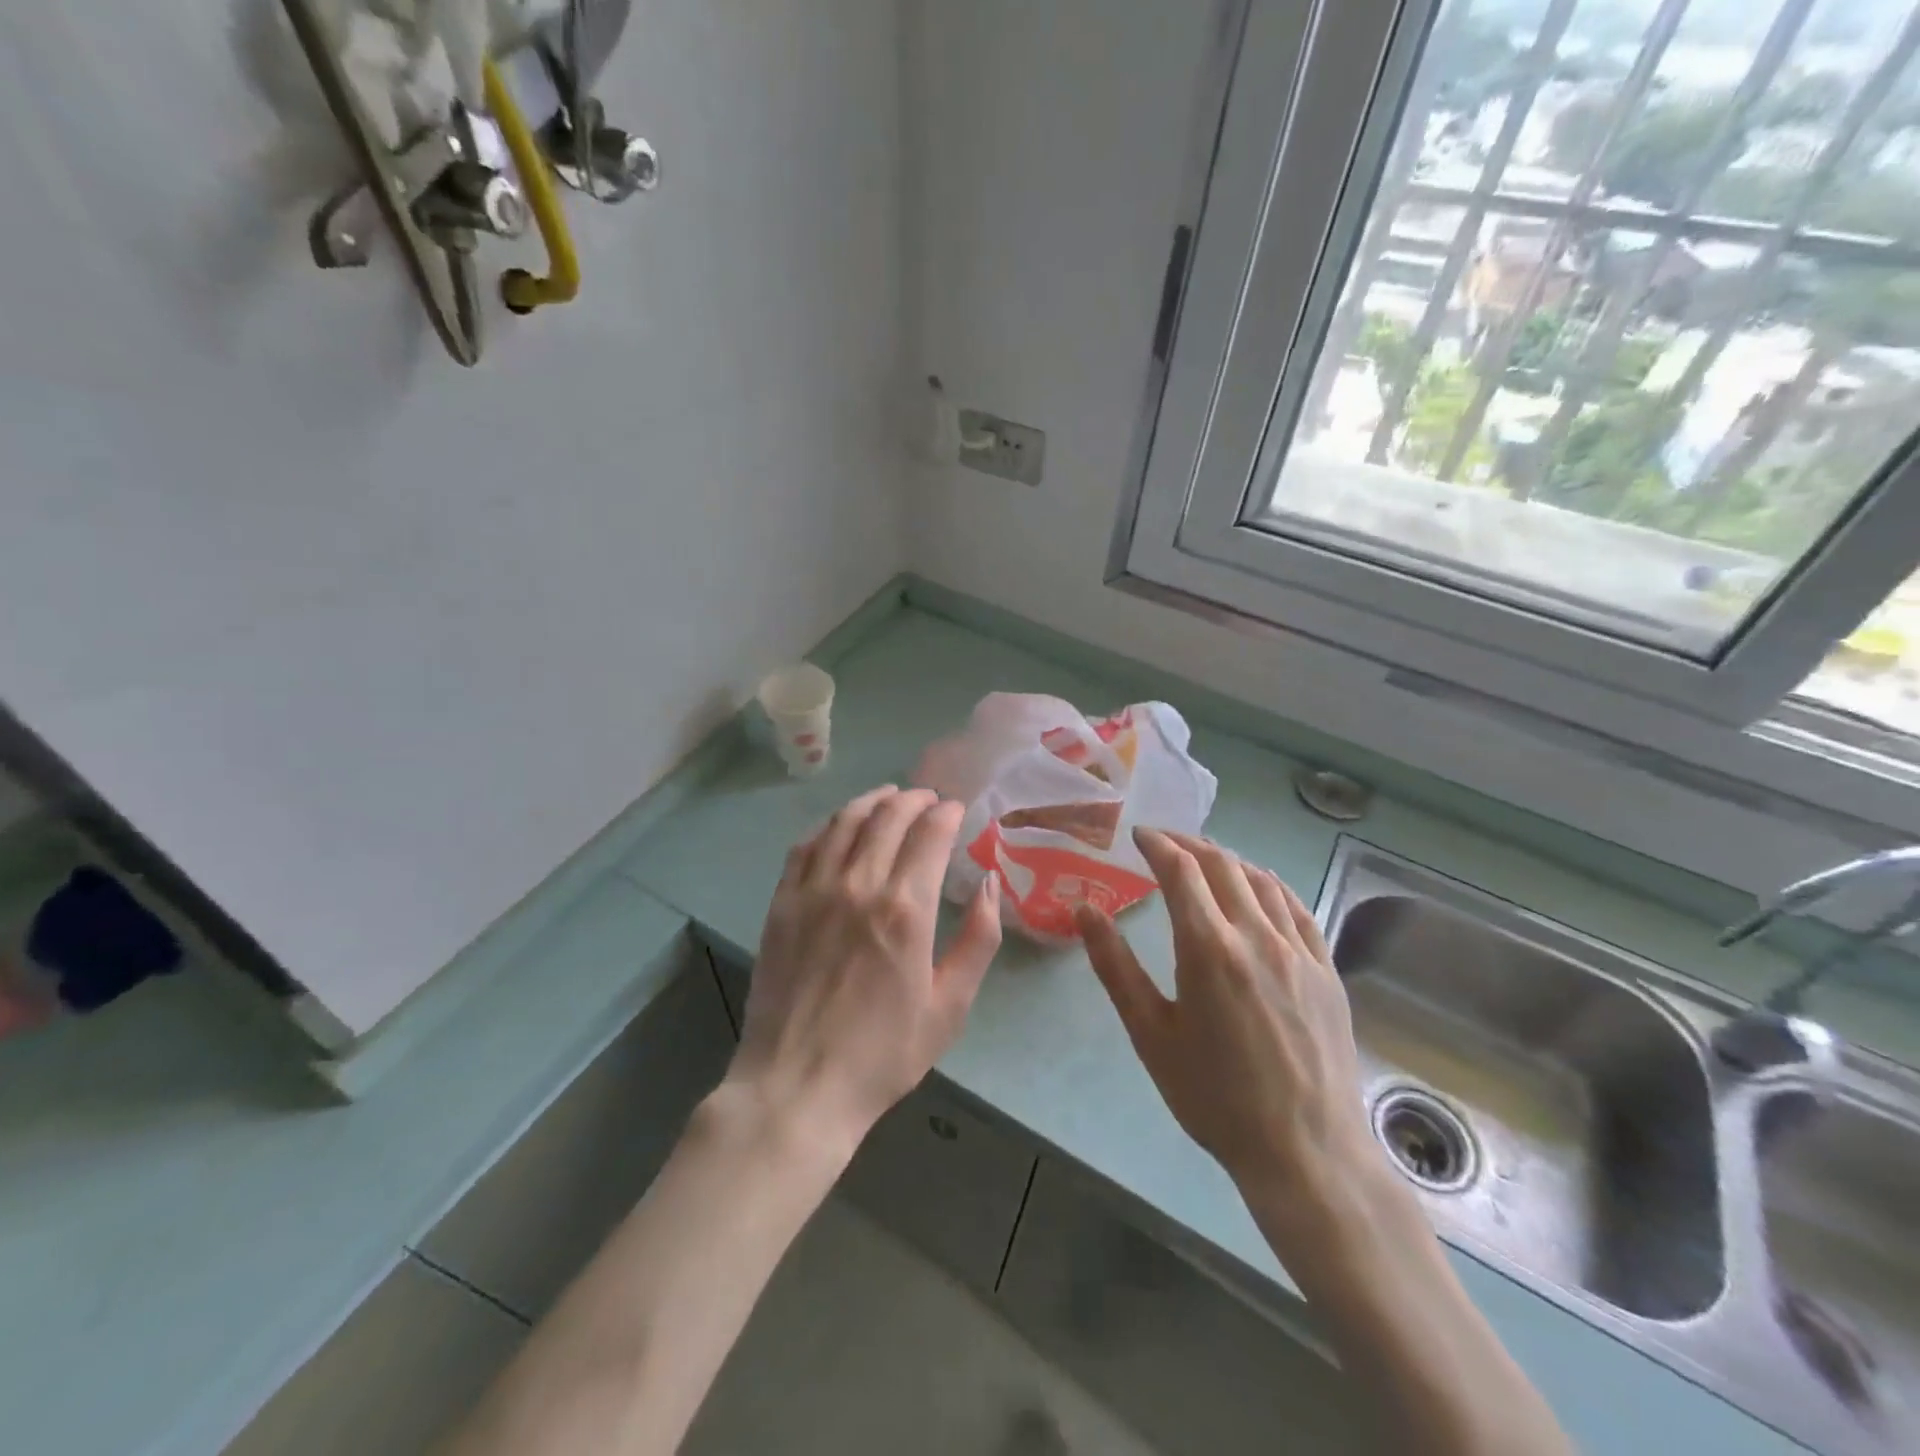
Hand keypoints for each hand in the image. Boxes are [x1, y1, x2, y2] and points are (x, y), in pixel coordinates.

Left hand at [727, 786, 1001, 1158]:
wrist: (798, 1086)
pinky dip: (829, 825)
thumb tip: (990, 884)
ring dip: (872, 801)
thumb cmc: (884, 1053)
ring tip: (889, 797)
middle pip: (888, 816)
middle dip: (914, 798)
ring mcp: (814, 890)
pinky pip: (806, 845)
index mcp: (906, 908)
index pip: (930, 833)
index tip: (956, 809)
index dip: (946, 813)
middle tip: (927, 798)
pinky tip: (840, 826)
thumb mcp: (950, 1006)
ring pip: (845, 821)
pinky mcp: (782, 903)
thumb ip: (978, 939)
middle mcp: (859, 884)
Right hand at [1075, 829, 1385, 1238]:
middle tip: (1163, 842)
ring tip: (1204, 858)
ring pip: (1261, 880)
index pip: (1181, 870)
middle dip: (1188, 844)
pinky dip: (1270, 884)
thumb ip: (1115, 965)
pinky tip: (1259, 887)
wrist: (1305, 1151)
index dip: (1157, 844)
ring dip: (1228, 859)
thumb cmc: (1215, 1096)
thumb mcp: (1150, 1033)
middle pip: (1222, 865)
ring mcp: (1299, 950)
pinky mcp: (1326, 969)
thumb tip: (1084, 909)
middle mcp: (1257, 935)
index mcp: (1209, 948)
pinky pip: (1297, 907)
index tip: (1138, 835)